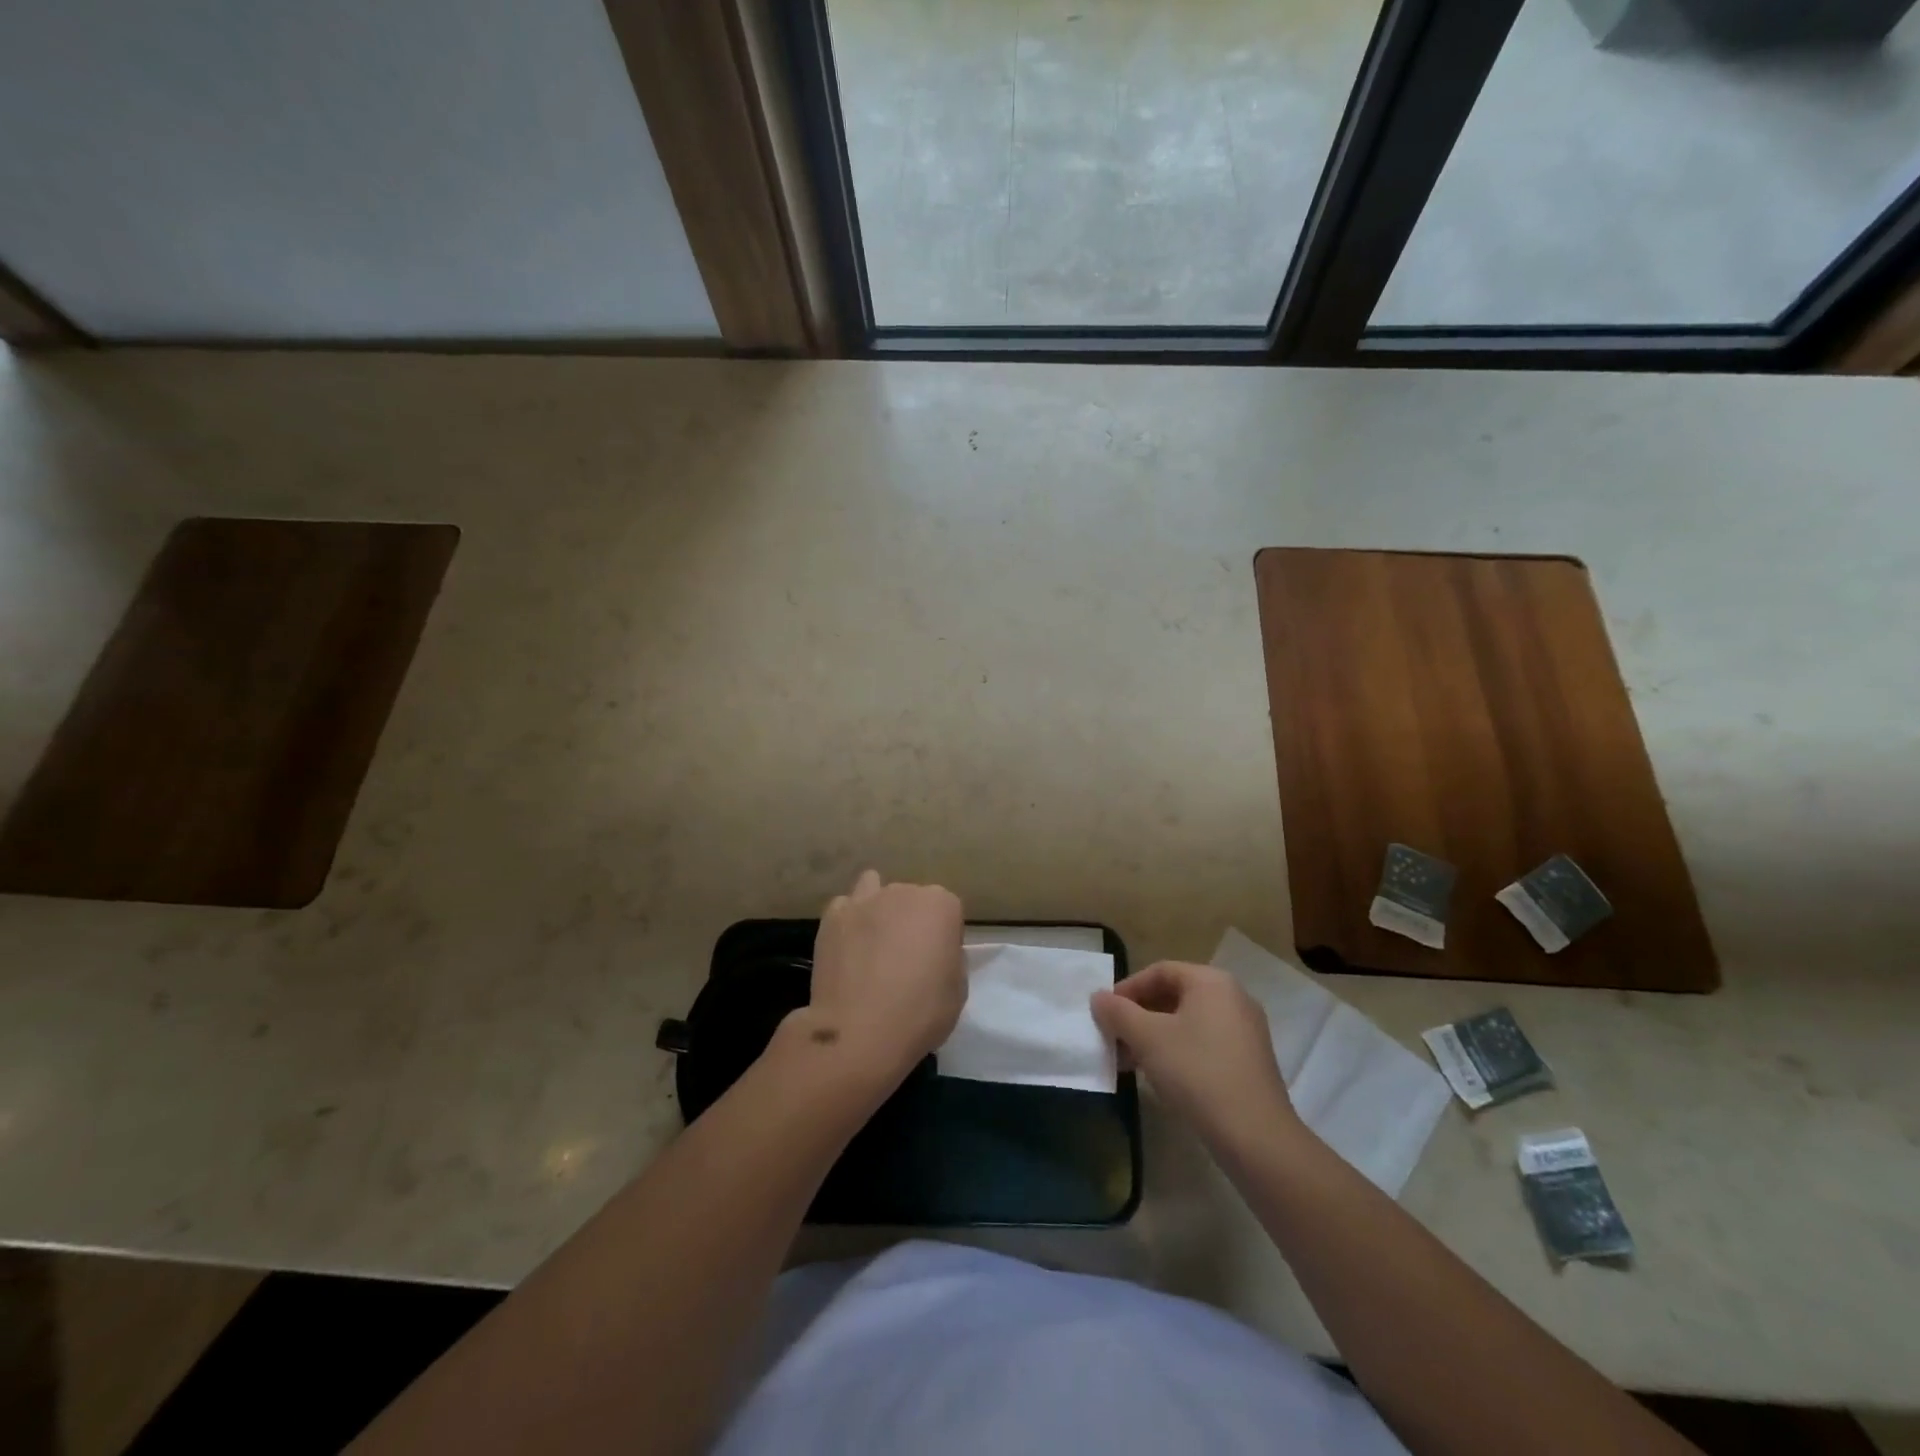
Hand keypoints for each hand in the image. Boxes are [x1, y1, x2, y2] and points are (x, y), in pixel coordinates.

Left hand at [803, 870, 965, 1091]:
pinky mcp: (832, 916)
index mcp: (941, 905)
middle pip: (911, 899)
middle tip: (904, 958)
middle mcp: (904, 891)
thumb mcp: (958, 990)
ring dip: (877, 908)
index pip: (948, 912)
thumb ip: (950, 958)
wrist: (860, 1031)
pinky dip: (848, 922)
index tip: (937, 964)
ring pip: (874, 889)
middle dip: (910, 921)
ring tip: (873, 942)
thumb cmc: (920, 1013)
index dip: (943, 938)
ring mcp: (865, 900)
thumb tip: (935, 953)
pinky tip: (847, 947)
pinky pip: (844, 908)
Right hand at [1091, 961, 1298, 1148]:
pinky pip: (1205, 1043)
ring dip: (1155, 1036)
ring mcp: (1246, 1030)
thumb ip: (1118, 1012)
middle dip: (1139, 1015)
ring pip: (1188, 1022)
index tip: (1105, 1014)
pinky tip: (1160, 1076)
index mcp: (1212, 982)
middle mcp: (1233, 997)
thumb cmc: (1197, 1072)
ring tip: (1131, 1062)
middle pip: (1175, 995)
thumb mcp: (1147, 1038)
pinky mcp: (1249, 1061)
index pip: (1160, 971)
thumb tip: (1098, 998)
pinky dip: (1178, 1051)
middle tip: (1115, 1038)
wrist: (1255, 1136)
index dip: (1127, 989)